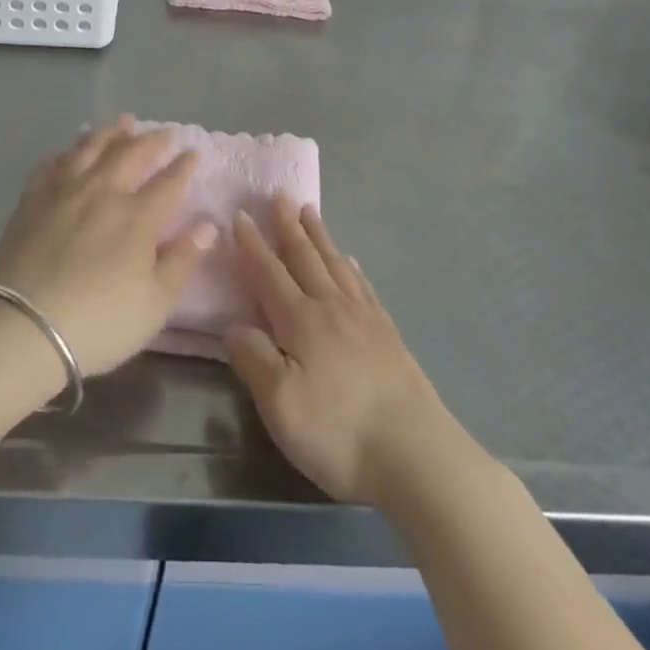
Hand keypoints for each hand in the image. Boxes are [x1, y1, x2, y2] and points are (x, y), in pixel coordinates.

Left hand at [0, 117, 214, 376]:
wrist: (25, 328)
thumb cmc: (100, 322)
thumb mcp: (156, 302)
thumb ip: (183, 260)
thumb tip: (209, 225)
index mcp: (137, 216)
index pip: (168, 182)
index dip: (183, 165)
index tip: (193, 152)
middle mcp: (103, 192)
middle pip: (131, 154)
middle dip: (151, 141)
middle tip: (164, 132)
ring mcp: (65, 191)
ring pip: (91, 148)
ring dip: (111, 133)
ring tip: (123, 122)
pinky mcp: (32, 200)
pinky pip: (53, 164)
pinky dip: (67, 152)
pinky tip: (70, 151)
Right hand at [226, 196, 466, 504]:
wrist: (416, 455)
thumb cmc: (338, 431)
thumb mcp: (280, 404)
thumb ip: (252, 359)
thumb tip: (233, 325)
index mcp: (301, 321)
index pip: (269, 273)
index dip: (252, 245)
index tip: (240, 214)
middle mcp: (332, 308)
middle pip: (306, 258)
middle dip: (289, 226)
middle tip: (280, 195)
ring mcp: (365, 319)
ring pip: (335, 264)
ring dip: (319, 237)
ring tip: (310, 212)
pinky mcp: (389, 336)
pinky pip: (364, 287)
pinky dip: (351, 268)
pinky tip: (351, 262)